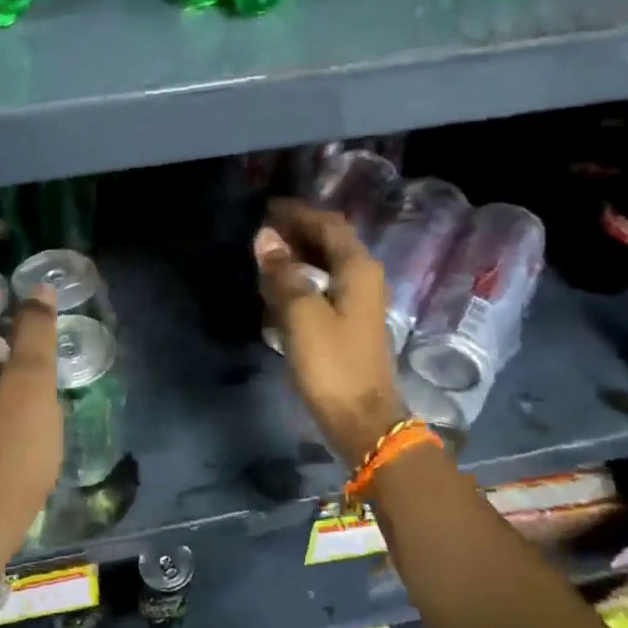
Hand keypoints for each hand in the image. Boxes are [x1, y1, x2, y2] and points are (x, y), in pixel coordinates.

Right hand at [254, 200, 405, 465]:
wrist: (362, 419)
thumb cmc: (332, 364)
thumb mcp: (302, 315)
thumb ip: (283, 273)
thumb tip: (265, 238)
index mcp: (358, 269)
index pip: (328, 225)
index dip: (299, 213)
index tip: (268, 208)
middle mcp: (364, 279)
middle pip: (331, 242)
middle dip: (298, 232)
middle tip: (263, 230)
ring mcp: (359, 303)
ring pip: (328, 266)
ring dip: (300, 256)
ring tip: (267, 255)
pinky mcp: (350, 325)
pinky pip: (325, 288)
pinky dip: (303, 279)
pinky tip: (281, 289)